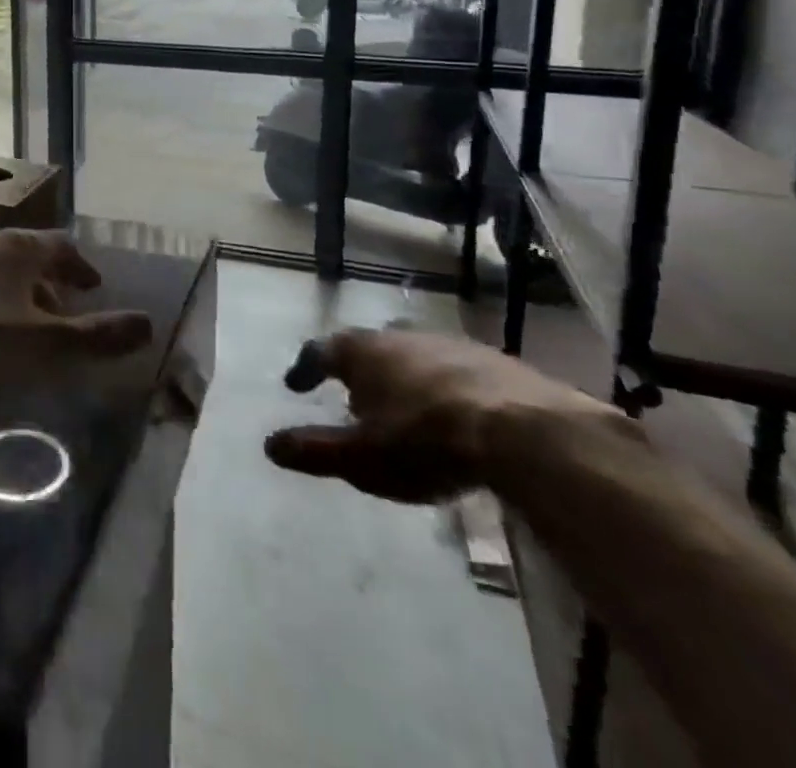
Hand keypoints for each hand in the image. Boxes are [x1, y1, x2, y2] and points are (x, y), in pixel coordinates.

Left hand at [0, 229, 153, 387]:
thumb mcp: (48, 346)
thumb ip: (99, 336)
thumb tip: (149, 324)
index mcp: (16, 248)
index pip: (60, 245)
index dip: (79, 266)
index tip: (93, 287)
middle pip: (21, 254)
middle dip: (42, 280)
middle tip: (55, 309)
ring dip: (2, 287)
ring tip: (10, 318)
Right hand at [264, 327, 624, 502]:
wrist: (526, 433)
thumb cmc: (425, 442)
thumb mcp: (361, 458)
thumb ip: (314, 451)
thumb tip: (269, 445)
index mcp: (361, 352)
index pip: (319, 351)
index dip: (304, 368)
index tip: (296, 385)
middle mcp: (399, 337)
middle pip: (367, 347)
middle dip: (358, 369)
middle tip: (354, 395)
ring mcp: (448, 344)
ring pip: (413, 355)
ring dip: (402, 376)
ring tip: (404, 405)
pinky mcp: (494, 361)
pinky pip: (454, 370)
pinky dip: (443, 386)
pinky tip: (454, 413)